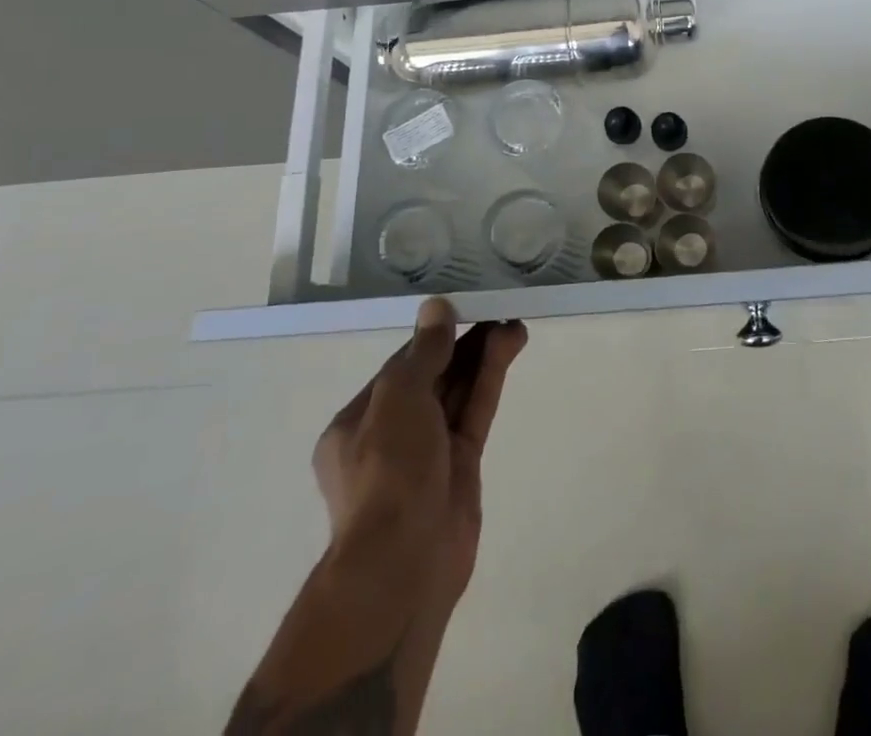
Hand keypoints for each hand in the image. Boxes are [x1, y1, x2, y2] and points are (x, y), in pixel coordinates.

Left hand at [312, 299, 527, 607]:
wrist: (404, 564)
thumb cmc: (387, 473)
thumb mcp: (398, 400)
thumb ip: (423, 353)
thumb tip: (437, 307)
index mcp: (358, 422)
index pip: (400, 367)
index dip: (432, 336)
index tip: (462, 307)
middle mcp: (391, 434)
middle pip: (433, 376)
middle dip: (463, 343)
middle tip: (496, 308)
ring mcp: (429, 451)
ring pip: (458, 391)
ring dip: (482, 355)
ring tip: (513, 320)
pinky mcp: (461, 465)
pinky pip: (475, 410)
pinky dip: (491, 378)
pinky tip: (510, 346)